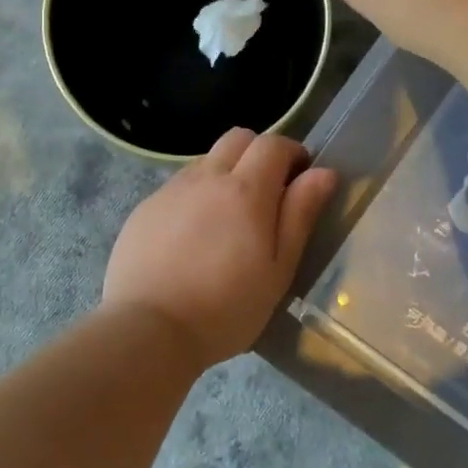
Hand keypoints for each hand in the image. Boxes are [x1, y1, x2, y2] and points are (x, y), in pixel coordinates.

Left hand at [103, 129, 338, 370]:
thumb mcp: (278, 269)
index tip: (300, 177)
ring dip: (225, 174)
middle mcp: (206, 177)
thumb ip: (300, 215)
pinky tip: (192, 237)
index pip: (273, 144)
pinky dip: (195, 196)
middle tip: (267, 193)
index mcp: (245, 190)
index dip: (292, 152)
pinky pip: (178, 186)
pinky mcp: (145, 208)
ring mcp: (170, 190)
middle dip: (259, 154)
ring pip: (205, 161)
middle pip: (237, 139)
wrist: (149, 328)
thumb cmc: (226, 308)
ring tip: (228, 220)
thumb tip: (323, 173)